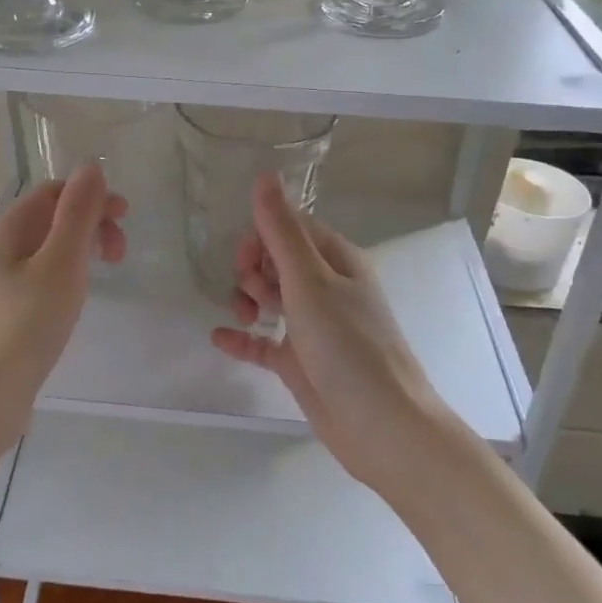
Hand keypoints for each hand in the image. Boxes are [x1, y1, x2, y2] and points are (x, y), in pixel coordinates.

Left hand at [0, 165, 125, 449]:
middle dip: (90, 224)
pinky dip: (67, 278)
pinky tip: (75, 301)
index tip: (124, 217)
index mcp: (8, 232)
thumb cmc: (25, 326)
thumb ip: (77, 214)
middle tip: (120, 253)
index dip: (89, 195)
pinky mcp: (5, 316)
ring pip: (46, 252)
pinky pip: (41, 280)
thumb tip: (90, 166)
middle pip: (49, 220)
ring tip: (103, 274)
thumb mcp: (60, 264)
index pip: (50, 192)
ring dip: (80, 251)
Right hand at [210, 173, 444, 491]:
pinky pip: (264, 342)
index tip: (245, 257)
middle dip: (253, 269)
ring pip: (270, 298)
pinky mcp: (301, 362)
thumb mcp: (310, 282)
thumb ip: (282, 231)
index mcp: (337, 261)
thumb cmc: (348, 345)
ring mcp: (314, 327)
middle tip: (251, 292)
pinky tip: (220, 338)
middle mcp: (326, 289)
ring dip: (248, 300)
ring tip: (245, 318)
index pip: (293, 228)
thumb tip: (264, 176)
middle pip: (278, 261)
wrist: (381, 426)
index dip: (263, 235)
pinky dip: (243, 338)